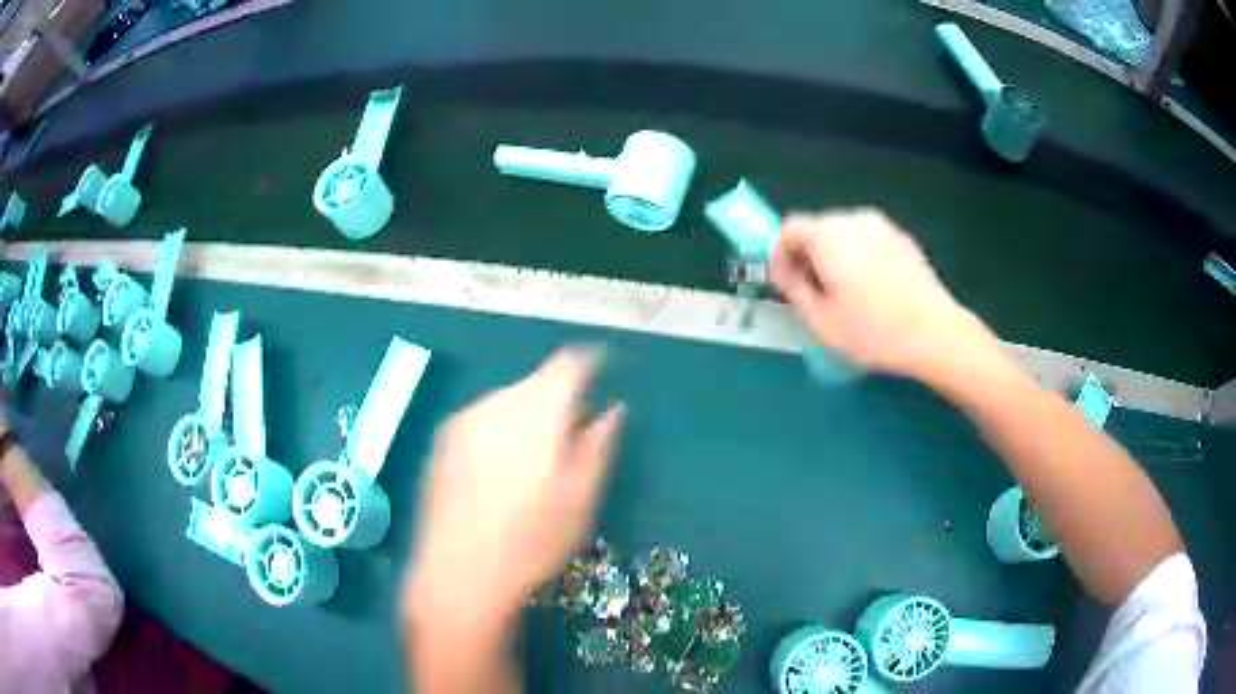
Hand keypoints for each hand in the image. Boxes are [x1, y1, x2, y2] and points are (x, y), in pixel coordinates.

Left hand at [405, 347, 624, 629]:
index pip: (569, 364)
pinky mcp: (441, 441)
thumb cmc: (532, 541)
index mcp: (537, 411)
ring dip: (528, 415)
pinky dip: (501, 430)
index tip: (604, 373)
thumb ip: (599, 445)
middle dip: (559, 398)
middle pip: (536, 382)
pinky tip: (501, 471)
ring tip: (535, 460)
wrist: (458, 574)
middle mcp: (496, 403)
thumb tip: (613, 410)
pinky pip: (483, 420)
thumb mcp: (581, 498)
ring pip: (508, 401)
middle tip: (573, 435)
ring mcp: (463, 421)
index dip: (591, 363)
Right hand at [771, 209, 999, 379]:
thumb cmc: (873, 331)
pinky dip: (860, 257)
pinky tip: (874, 291)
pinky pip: (868, 240)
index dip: (780, 255)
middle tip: (815, 293)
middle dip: (808, 255)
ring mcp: (881, 226)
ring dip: (835, 256)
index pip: (789, 229)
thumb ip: (793, 288)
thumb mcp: (821, 321)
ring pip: (844, 234)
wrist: (935, 333)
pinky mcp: (902, 237)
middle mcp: (852, 219)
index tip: (786, 284)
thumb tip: (783, 269)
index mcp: (827, 235)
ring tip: (846, 294)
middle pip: (817, 228)